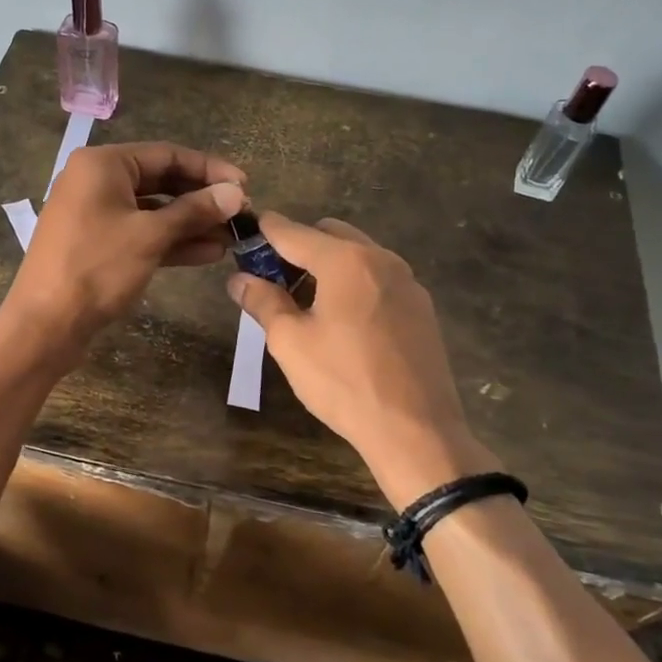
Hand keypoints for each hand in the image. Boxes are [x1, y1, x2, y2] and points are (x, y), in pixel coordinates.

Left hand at [4, 141, 246, 367]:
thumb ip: (195, 211)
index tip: (245, 186)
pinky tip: (208, 253)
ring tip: (232, 237)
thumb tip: (237, 193)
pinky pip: (141, 233)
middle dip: (201, 199)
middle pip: (160, 181)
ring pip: (153, 211)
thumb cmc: (97, 268)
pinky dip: (171, 241)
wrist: (45, 325)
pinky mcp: (97, 244)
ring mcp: (95, 215)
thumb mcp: (151, 235)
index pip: (167, 155)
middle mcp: (96, 181)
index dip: (209, 169)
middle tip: (241, 214)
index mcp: (103, 165)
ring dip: (191, 223)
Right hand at [227, 215, 500, 506]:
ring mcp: (408, 283)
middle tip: (275, 280)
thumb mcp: (291, 342)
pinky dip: (355, 284)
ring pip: (358, 256)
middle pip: (330, 235)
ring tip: (307, 303)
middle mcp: (381, 259)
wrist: (416, 431)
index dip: (266, 230)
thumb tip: (239, 279)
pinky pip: (379, 280)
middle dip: (299, 248)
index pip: (295, 232)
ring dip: (329, 265)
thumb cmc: (344, 381)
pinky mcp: (422, 308)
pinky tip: (343, 322)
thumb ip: (263, 302)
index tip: (246, 232)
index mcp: (346, 261)